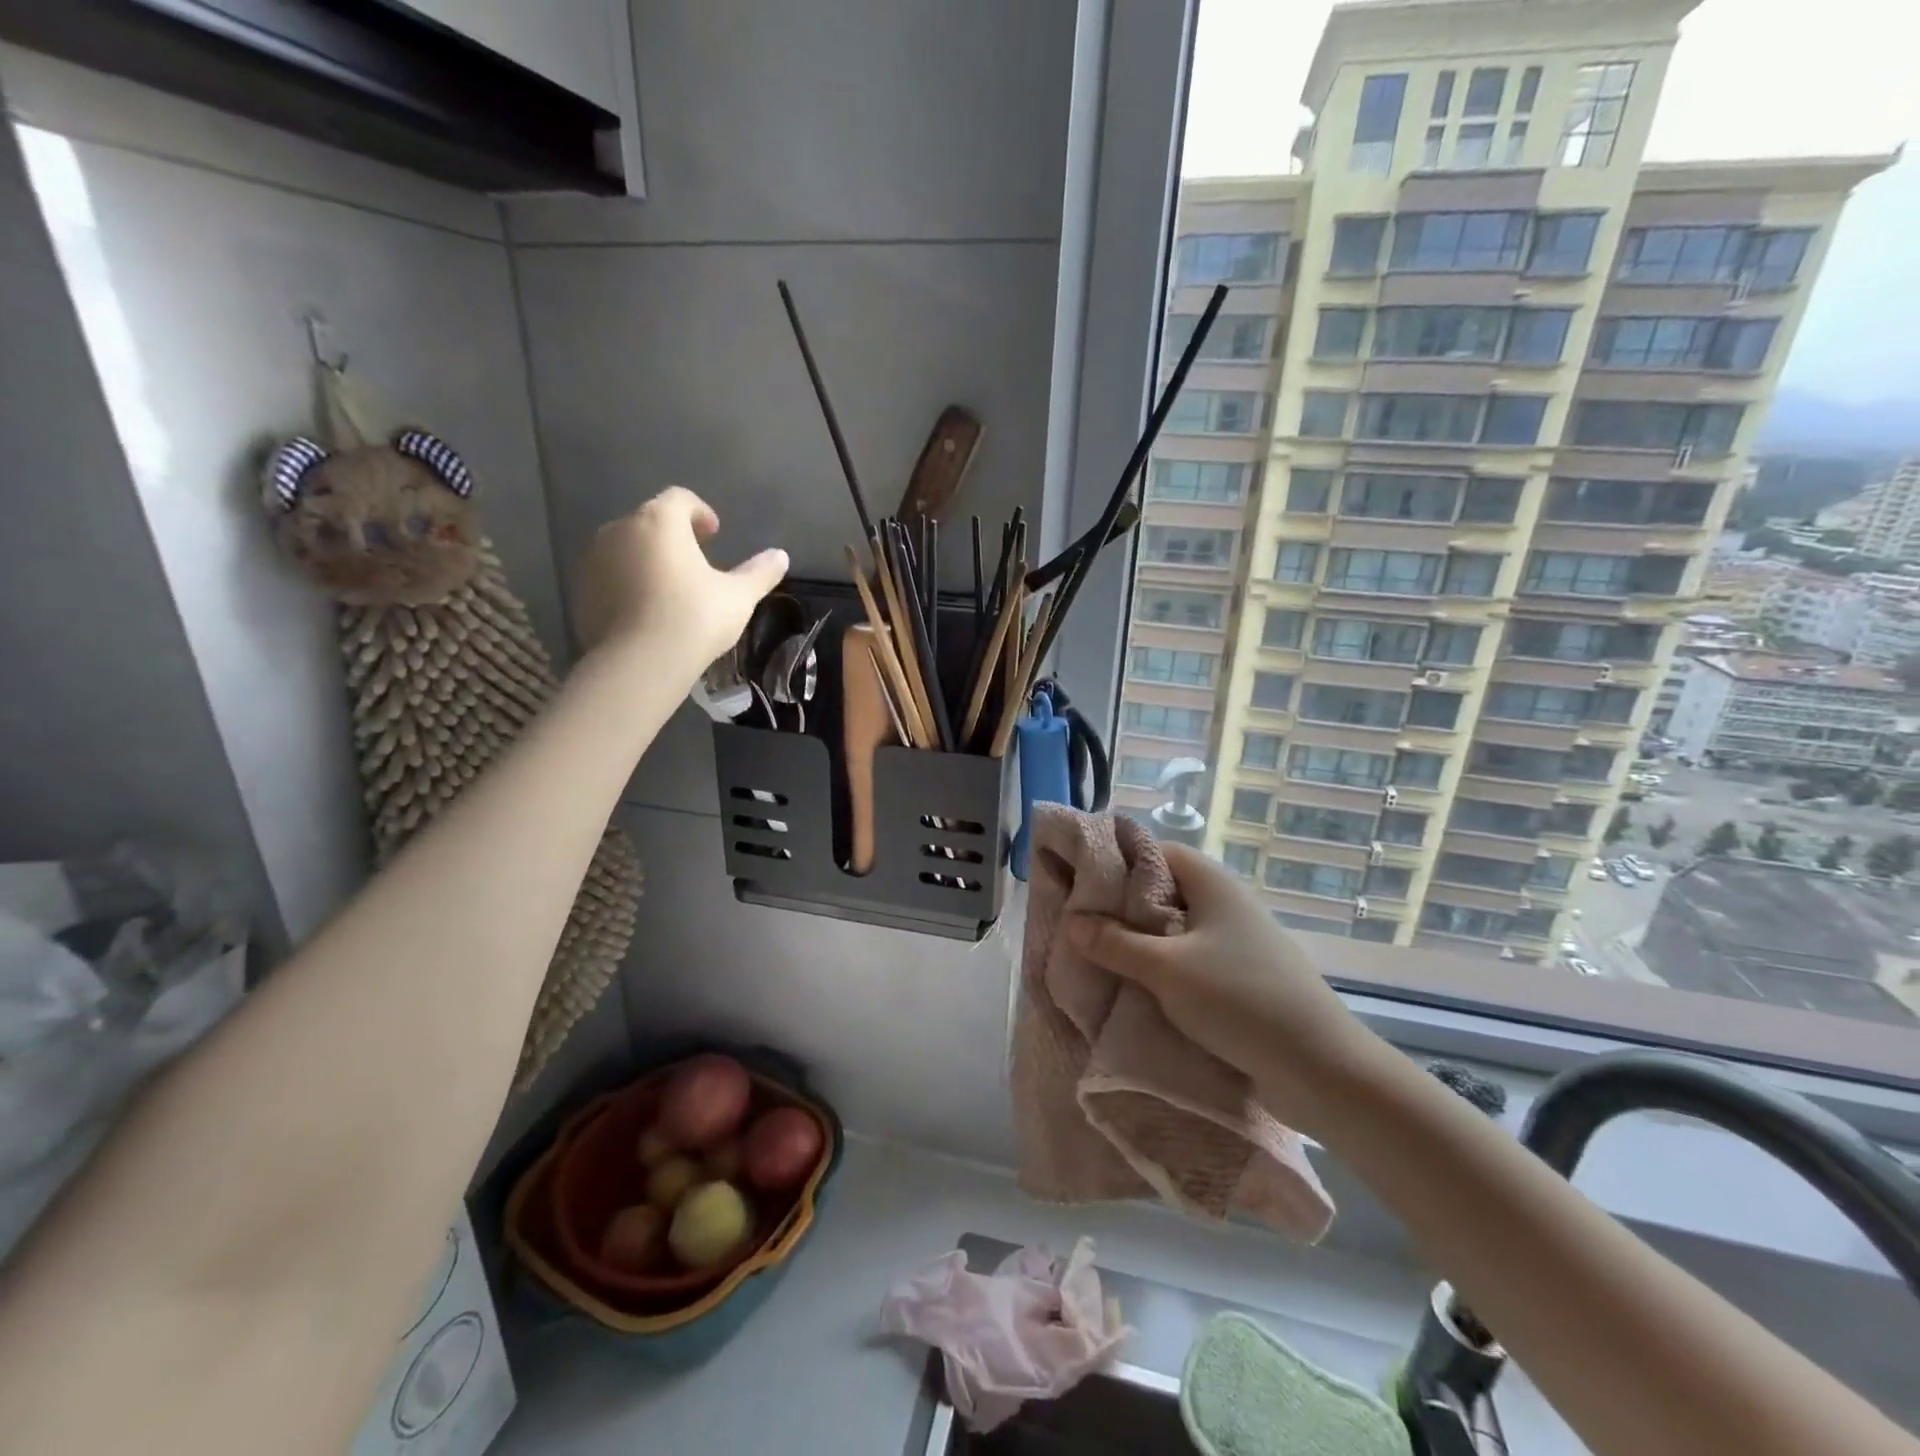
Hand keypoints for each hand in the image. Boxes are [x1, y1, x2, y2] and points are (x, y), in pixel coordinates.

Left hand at [572, 488, 787, 678]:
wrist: (640, 663)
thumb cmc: (695, 618)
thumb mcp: (738, 596)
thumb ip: (759, 572)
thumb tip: (781, 556)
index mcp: (659, 521)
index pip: (679, 498)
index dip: (700, 512)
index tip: (714, 535)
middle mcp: (620, 529)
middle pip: (650, 520)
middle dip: (672, 535)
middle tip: (696, 563)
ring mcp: (594, 559)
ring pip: (626, 547)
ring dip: (647, 558)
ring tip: (669, 588)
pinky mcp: (581, 589)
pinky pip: (609, 575)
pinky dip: (627, 582)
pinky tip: (646, 610)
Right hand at [1067, 842, 1389, 1135]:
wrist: (1321, 1068)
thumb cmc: (1239, 999)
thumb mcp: (1166, 969)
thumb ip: (1115, 943)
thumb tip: (1073, 920)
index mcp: (1211, 883)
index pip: (1155, 851)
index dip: (1117, 860)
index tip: (1081, 881)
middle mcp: (1226, 904)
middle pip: (1163, 891)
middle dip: (1122, 906)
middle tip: (1082, 924)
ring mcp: (1238, 942)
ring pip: (1176, 929)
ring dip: (1141, 942)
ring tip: (1101, 957)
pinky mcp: (1244, 978)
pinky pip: (1192, 960)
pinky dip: (1164, 968)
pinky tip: (1140, 988)